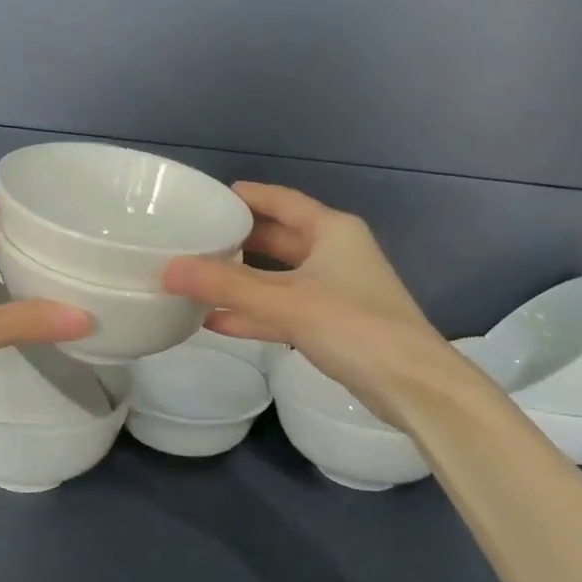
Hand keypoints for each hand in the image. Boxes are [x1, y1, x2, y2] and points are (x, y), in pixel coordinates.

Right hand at [163, 183, 446, 420]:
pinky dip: (254, 314)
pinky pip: (283, 310)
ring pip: (277, 278)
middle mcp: (334, 253)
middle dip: (238, 240)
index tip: (208, 196)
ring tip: (196, 278)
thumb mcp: (285, 302)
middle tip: (194, 238)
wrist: (413, 385)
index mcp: (331, 230)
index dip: (247, 196)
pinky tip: (216, 320)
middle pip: (277, 239)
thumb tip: (168, 269)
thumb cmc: (354, 326)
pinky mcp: (331, 325)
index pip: (282, 201)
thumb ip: (226, 286)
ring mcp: (334, 291)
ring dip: (241, 281)